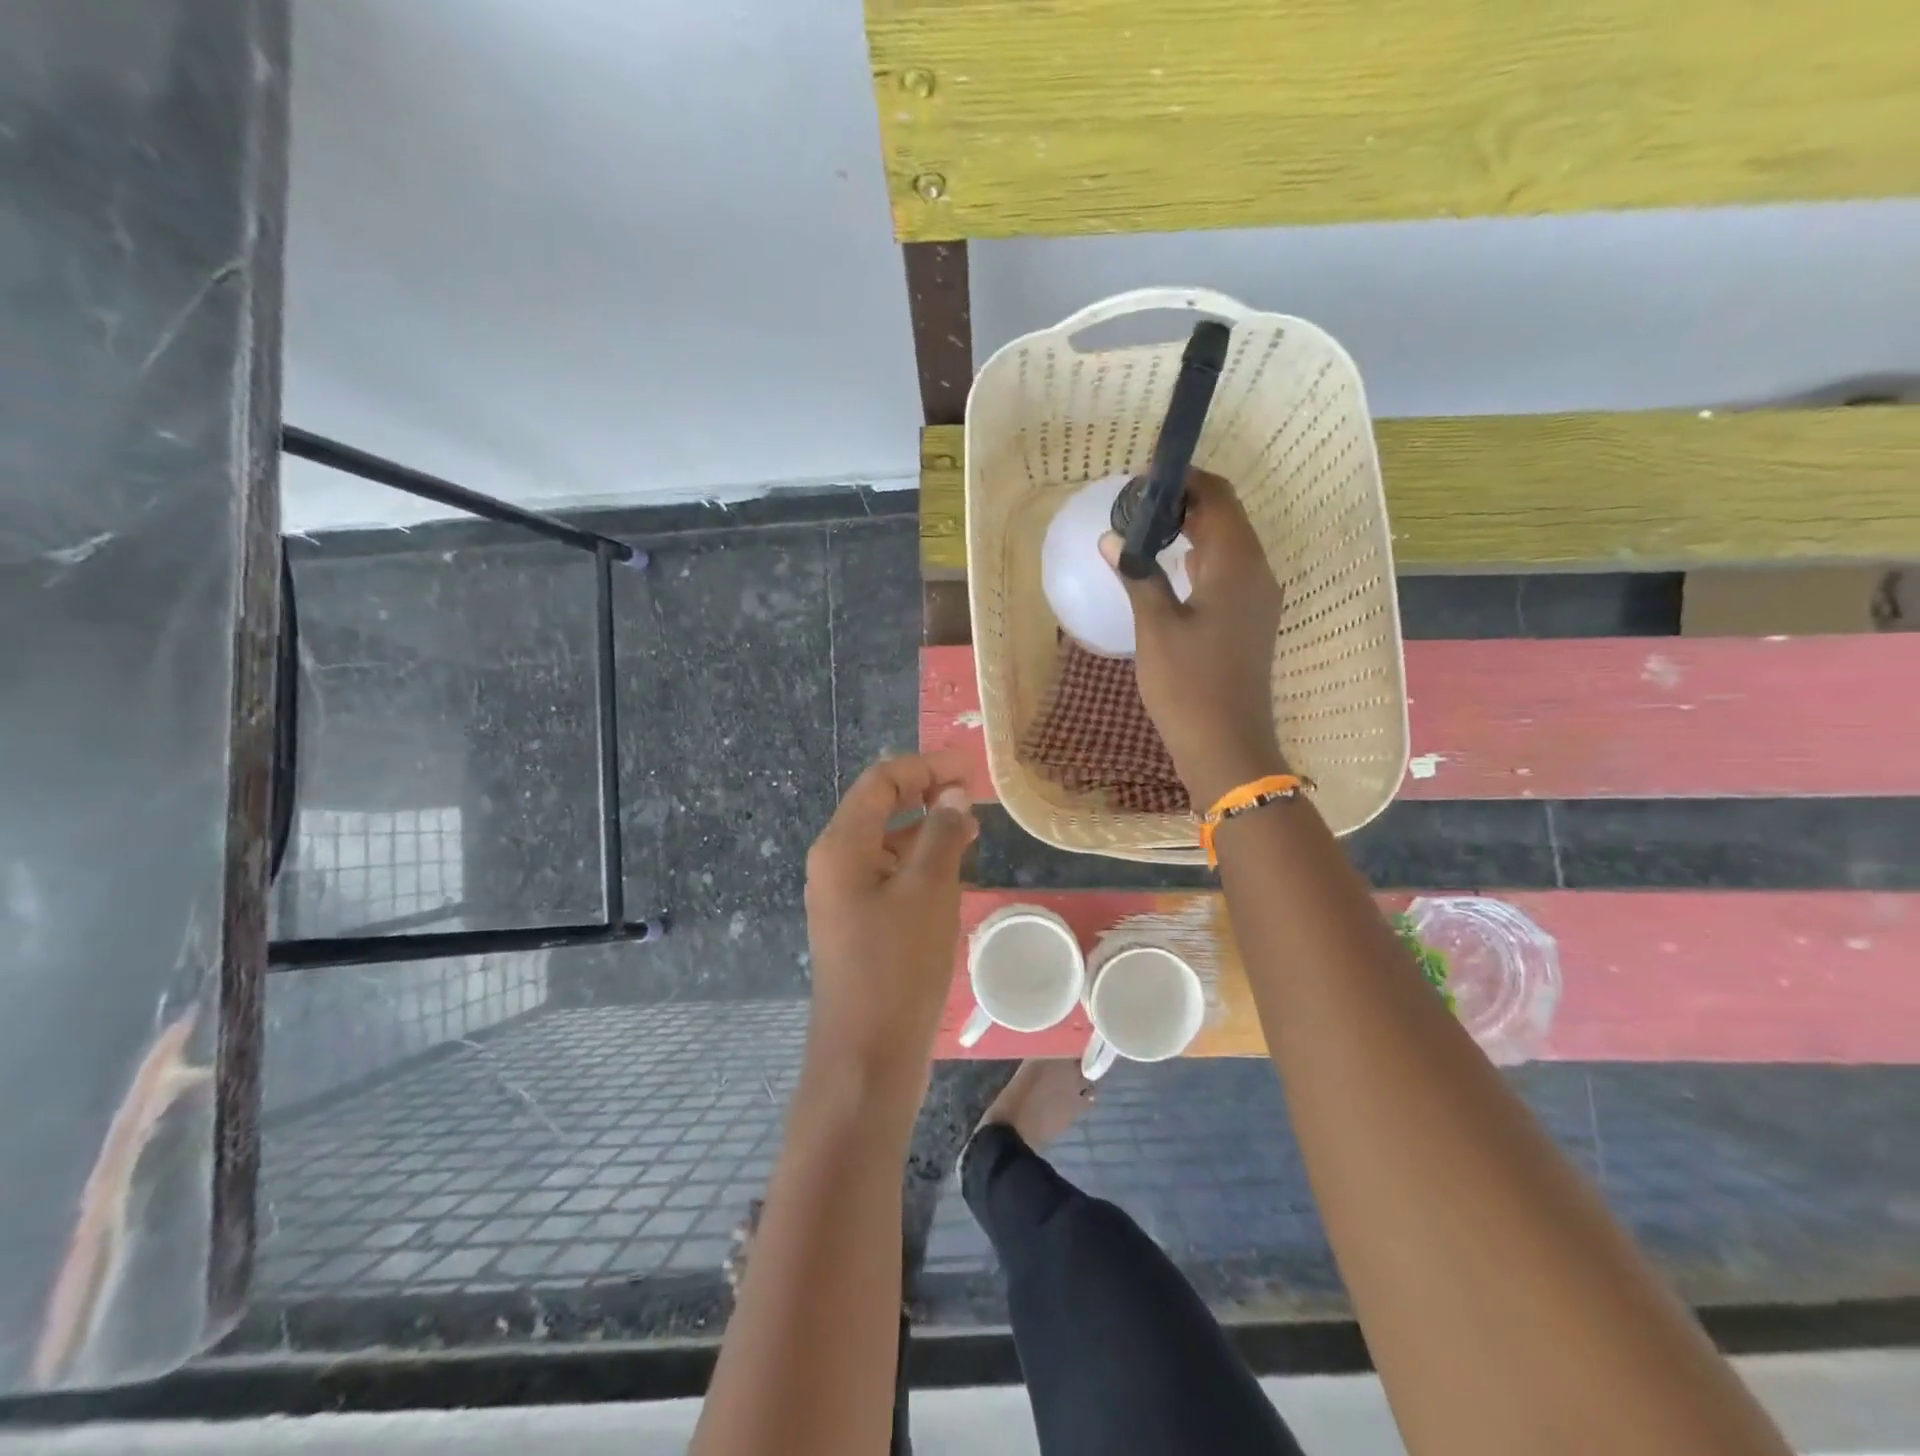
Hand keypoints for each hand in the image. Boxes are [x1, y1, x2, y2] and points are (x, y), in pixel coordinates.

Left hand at [802, 752, 977, 1109]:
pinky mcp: (858, 923)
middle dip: (927, 794)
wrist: (867, 1056)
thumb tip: (953, 795)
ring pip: (887, 843)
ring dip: (926, 829)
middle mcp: (835, 863)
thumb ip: (942, 834)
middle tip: (975, 796)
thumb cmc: (898, 965)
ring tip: (972, 830)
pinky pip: (889, 875)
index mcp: (842, 845)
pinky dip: (920, 863)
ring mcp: (844, 895)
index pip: (881, 781)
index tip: (969, 769)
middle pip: (880, 807)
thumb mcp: (929, 890)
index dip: (925, 766)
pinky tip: (952, 872)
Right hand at [1101, 469, 1286, 806]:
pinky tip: (1170, 570)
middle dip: (1185, 501)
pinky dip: (1201, 559)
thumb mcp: (1156, 627)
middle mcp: (1257, 572)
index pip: (1217, 496)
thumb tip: (1114, 540)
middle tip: (1137, 504)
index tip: (1143, 477)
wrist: (1227, 746)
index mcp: (1237, 564)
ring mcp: (1258, 598)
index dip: (1184, 478)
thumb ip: (1138, 576)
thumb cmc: (1188, 685)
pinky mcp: (1250, 620)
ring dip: (1193, 530)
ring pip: (1228, 544)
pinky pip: (1229, 572)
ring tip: (1147, 530)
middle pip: (1226, 516)